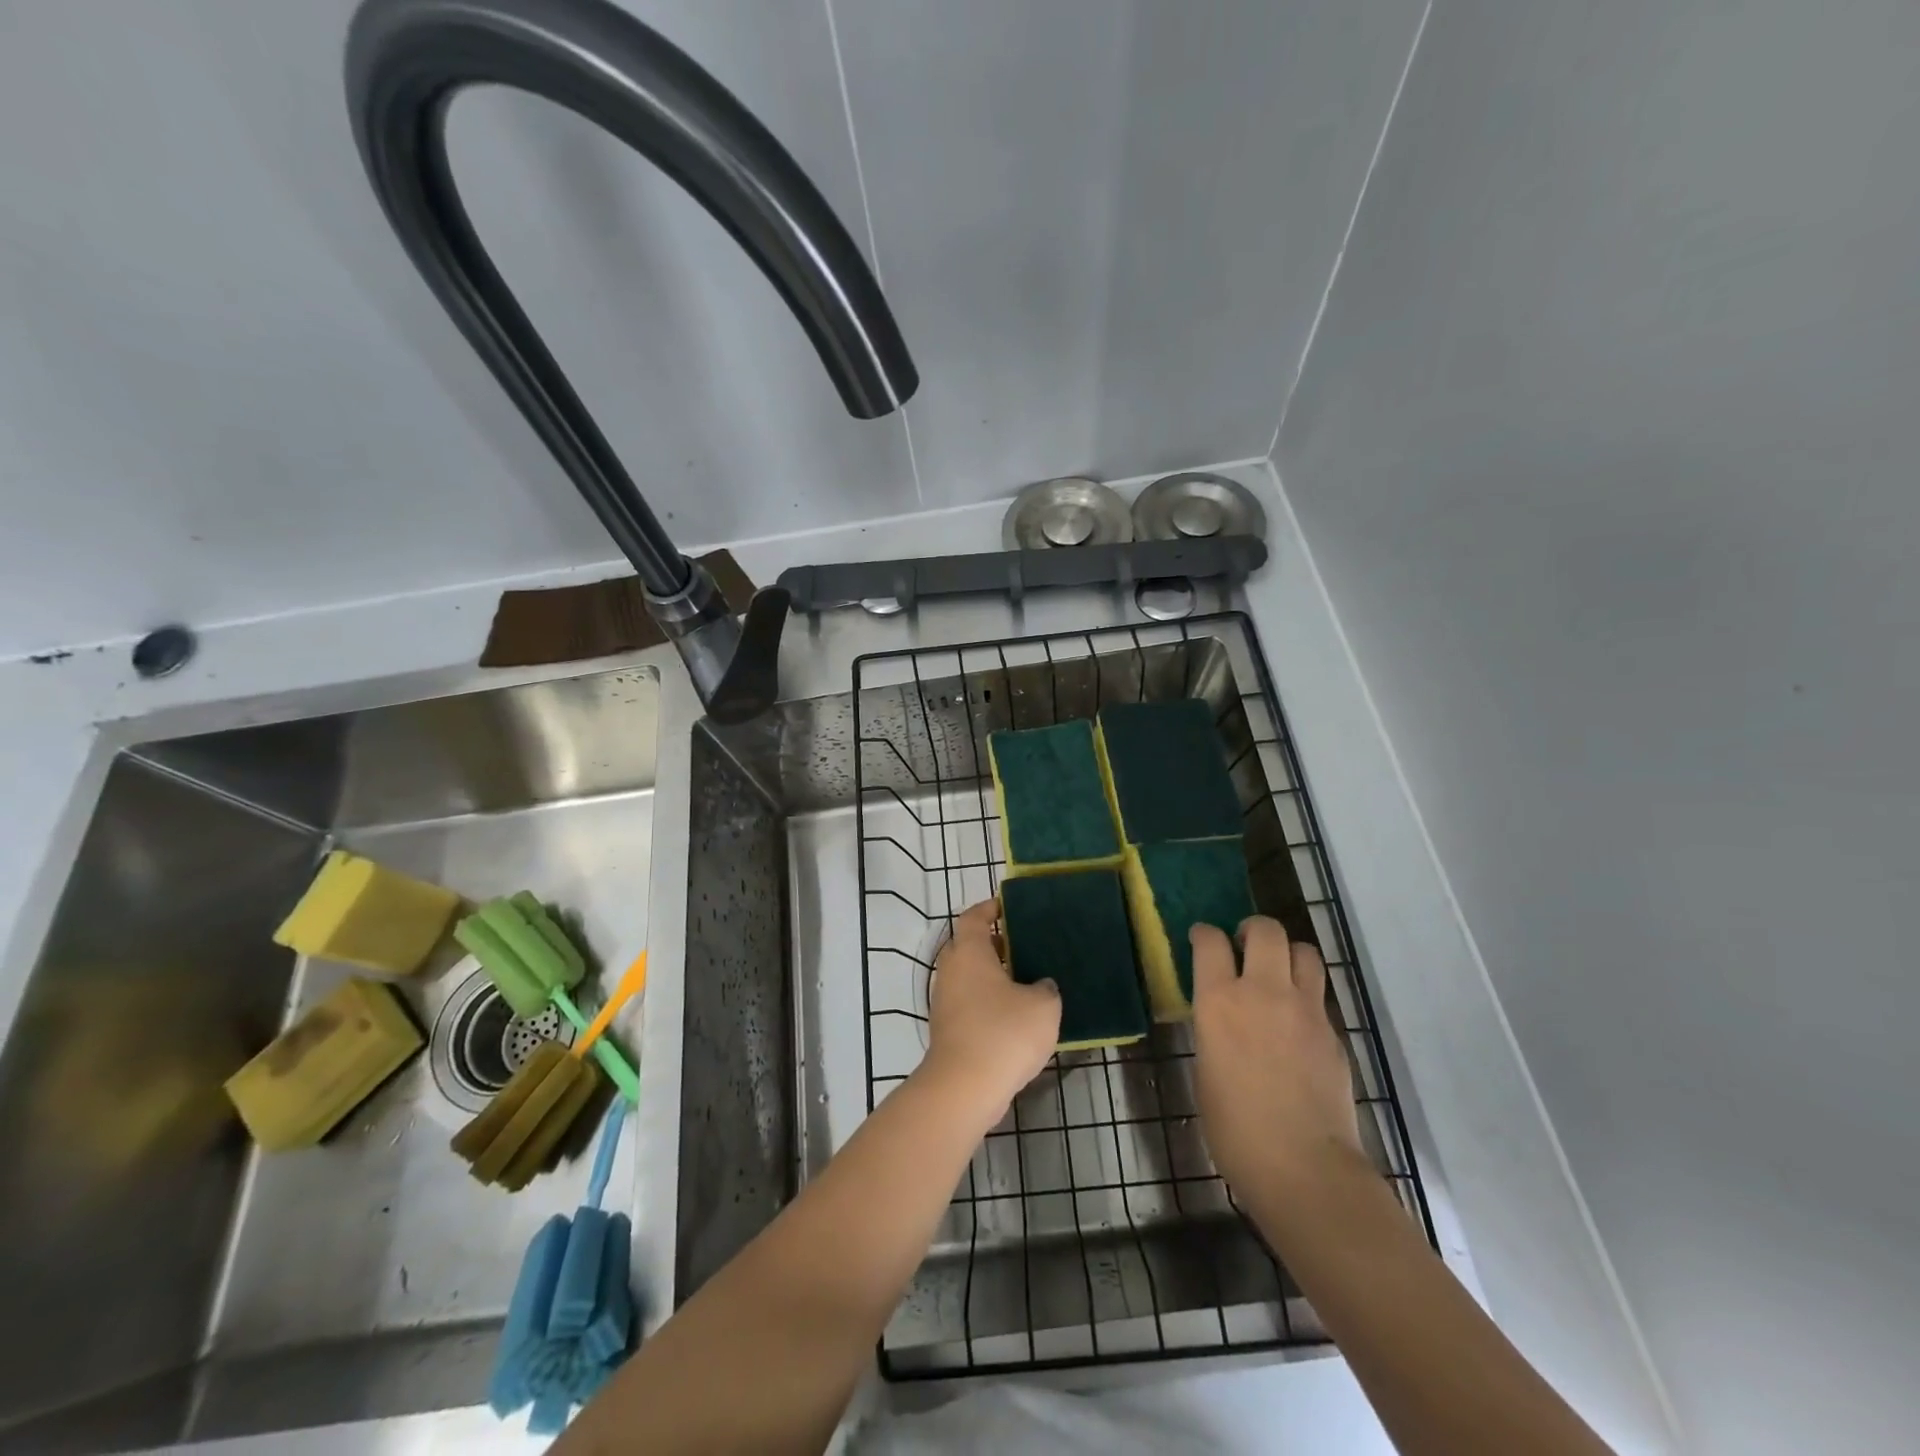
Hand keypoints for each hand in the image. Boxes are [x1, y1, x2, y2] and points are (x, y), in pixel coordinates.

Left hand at [918, 900, 1060, 1122]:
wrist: (964, 1087)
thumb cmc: (1003, 1033)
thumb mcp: (1043, 1006)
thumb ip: (1046, 988)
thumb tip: (1039, 985)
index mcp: (969, 951)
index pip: (974, 916)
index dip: (991, 908)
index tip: (1010, 907)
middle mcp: (951, 969)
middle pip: (970, 945)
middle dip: (996, 944)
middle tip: (1028, 945)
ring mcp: (945, 1000)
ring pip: (970, 975)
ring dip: (993, 975)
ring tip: (1027, 981)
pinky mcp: (947, 1028)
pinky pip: (969, 1001)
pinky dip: (988, 1000)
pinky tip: (1015, 1016)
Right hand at [1191, 917, 1364, 1199]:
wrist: (1303, 1167)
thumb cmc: (1235, 1130)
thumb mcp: (1205, 1070)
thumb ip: (1214, 1032)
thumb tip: (1222, 1020)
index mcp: (1219, 1002)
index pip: (1210, 942)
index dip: (1204, 933)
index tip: (1202, 938)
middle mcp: (1263, 992)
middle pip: (1265, 931)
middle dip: (1252, 929)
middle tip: (1243, 945)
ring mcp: (1305, 1009)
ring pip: (1303, 951)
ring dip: (1287, 952)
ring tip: (1277, 971)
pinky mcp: (1333, 1031)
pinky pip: (1319, 994)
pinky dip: (1306, 993)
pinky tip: (1296, 1020)